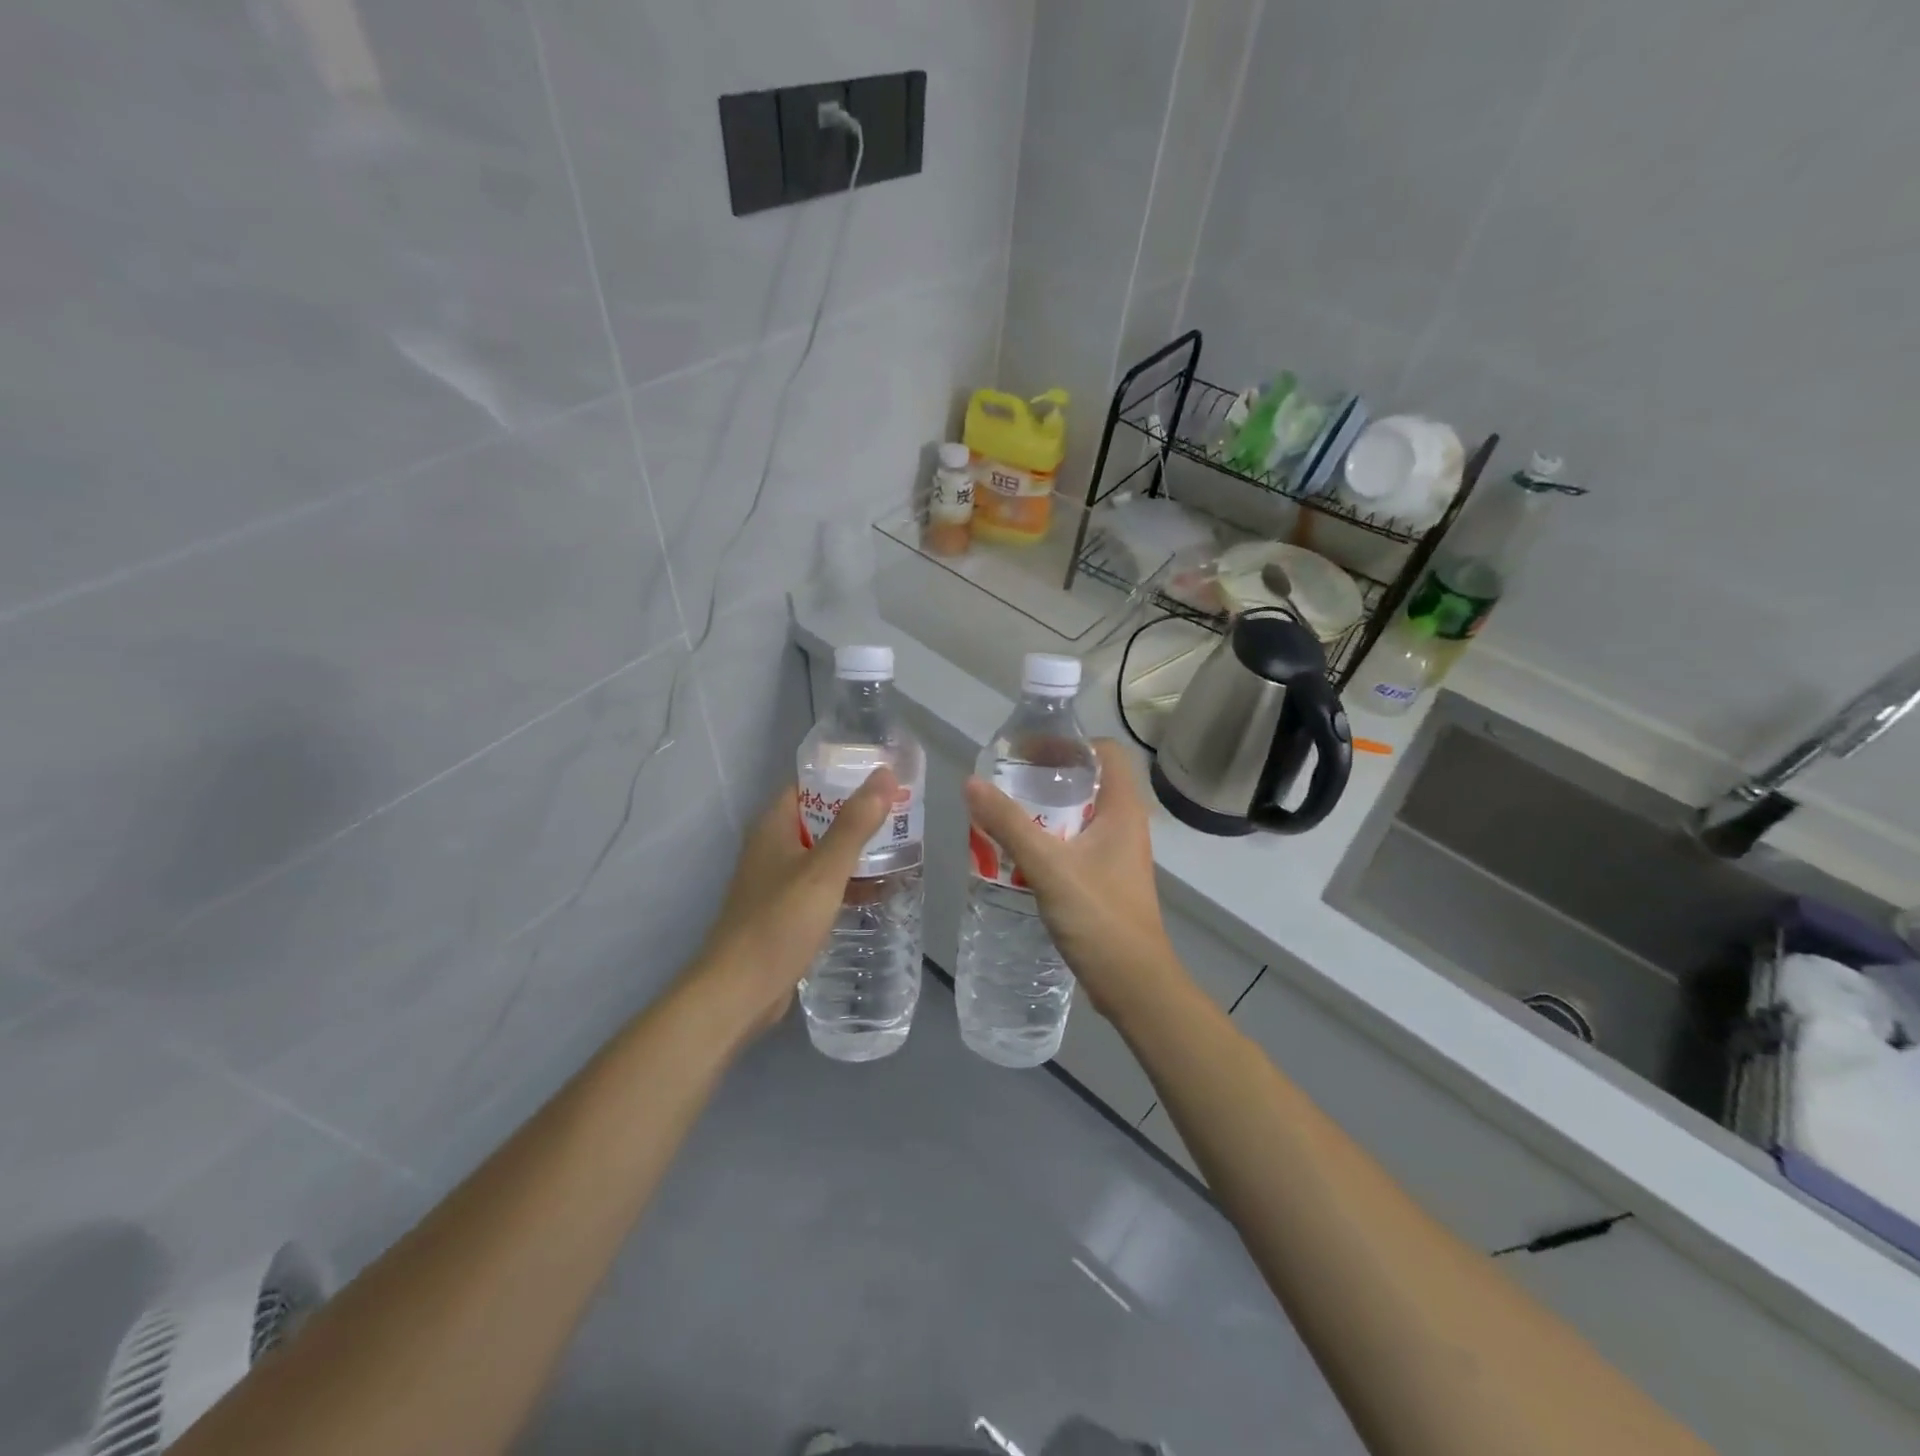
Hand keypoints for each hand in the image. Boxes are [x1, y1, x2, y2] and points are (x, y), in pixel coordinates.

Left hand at [691, 767, 896, 1037]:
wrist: (739, 991)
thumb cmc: (779, 922)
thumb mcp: (823, 870)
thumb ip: (855, 824)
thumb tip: (884, 774)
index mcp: (773, 827)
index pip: (808, 783)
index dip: (843, 775)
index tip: (883, 776)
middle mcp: (771, 848)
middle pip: (818, 818)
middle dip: (857, 814)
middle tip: (902, 812)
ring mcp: (776, 882)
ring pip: (821, 854)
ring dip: (854, 850)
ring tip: (899, 847)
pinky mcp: (784, 912)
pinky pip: (820, 885)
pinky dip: (846, 882)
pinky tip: (877, 890)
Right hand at [963, 739, 1182, 1016]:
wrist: (1133, 984)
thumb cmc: (1099, 917)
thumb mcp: (1048, 865)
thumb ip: (1009, 824)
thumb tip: (972, 783)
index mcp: (1123, 809)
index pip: (1106, 752)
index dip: (1070, 743)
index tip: (1030, 751)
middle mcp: (1125, 824)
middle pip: (1089, 782)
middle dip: (1048, 777)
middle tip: (1008, 781)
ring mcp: (1116, 854)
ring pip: (1080, 815)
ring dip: (1045, 810)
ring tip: (1005, 812)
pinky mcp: (1105, 879)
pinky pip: (1075, 844)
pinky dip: (1049, 839)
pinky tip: (1018, 853)